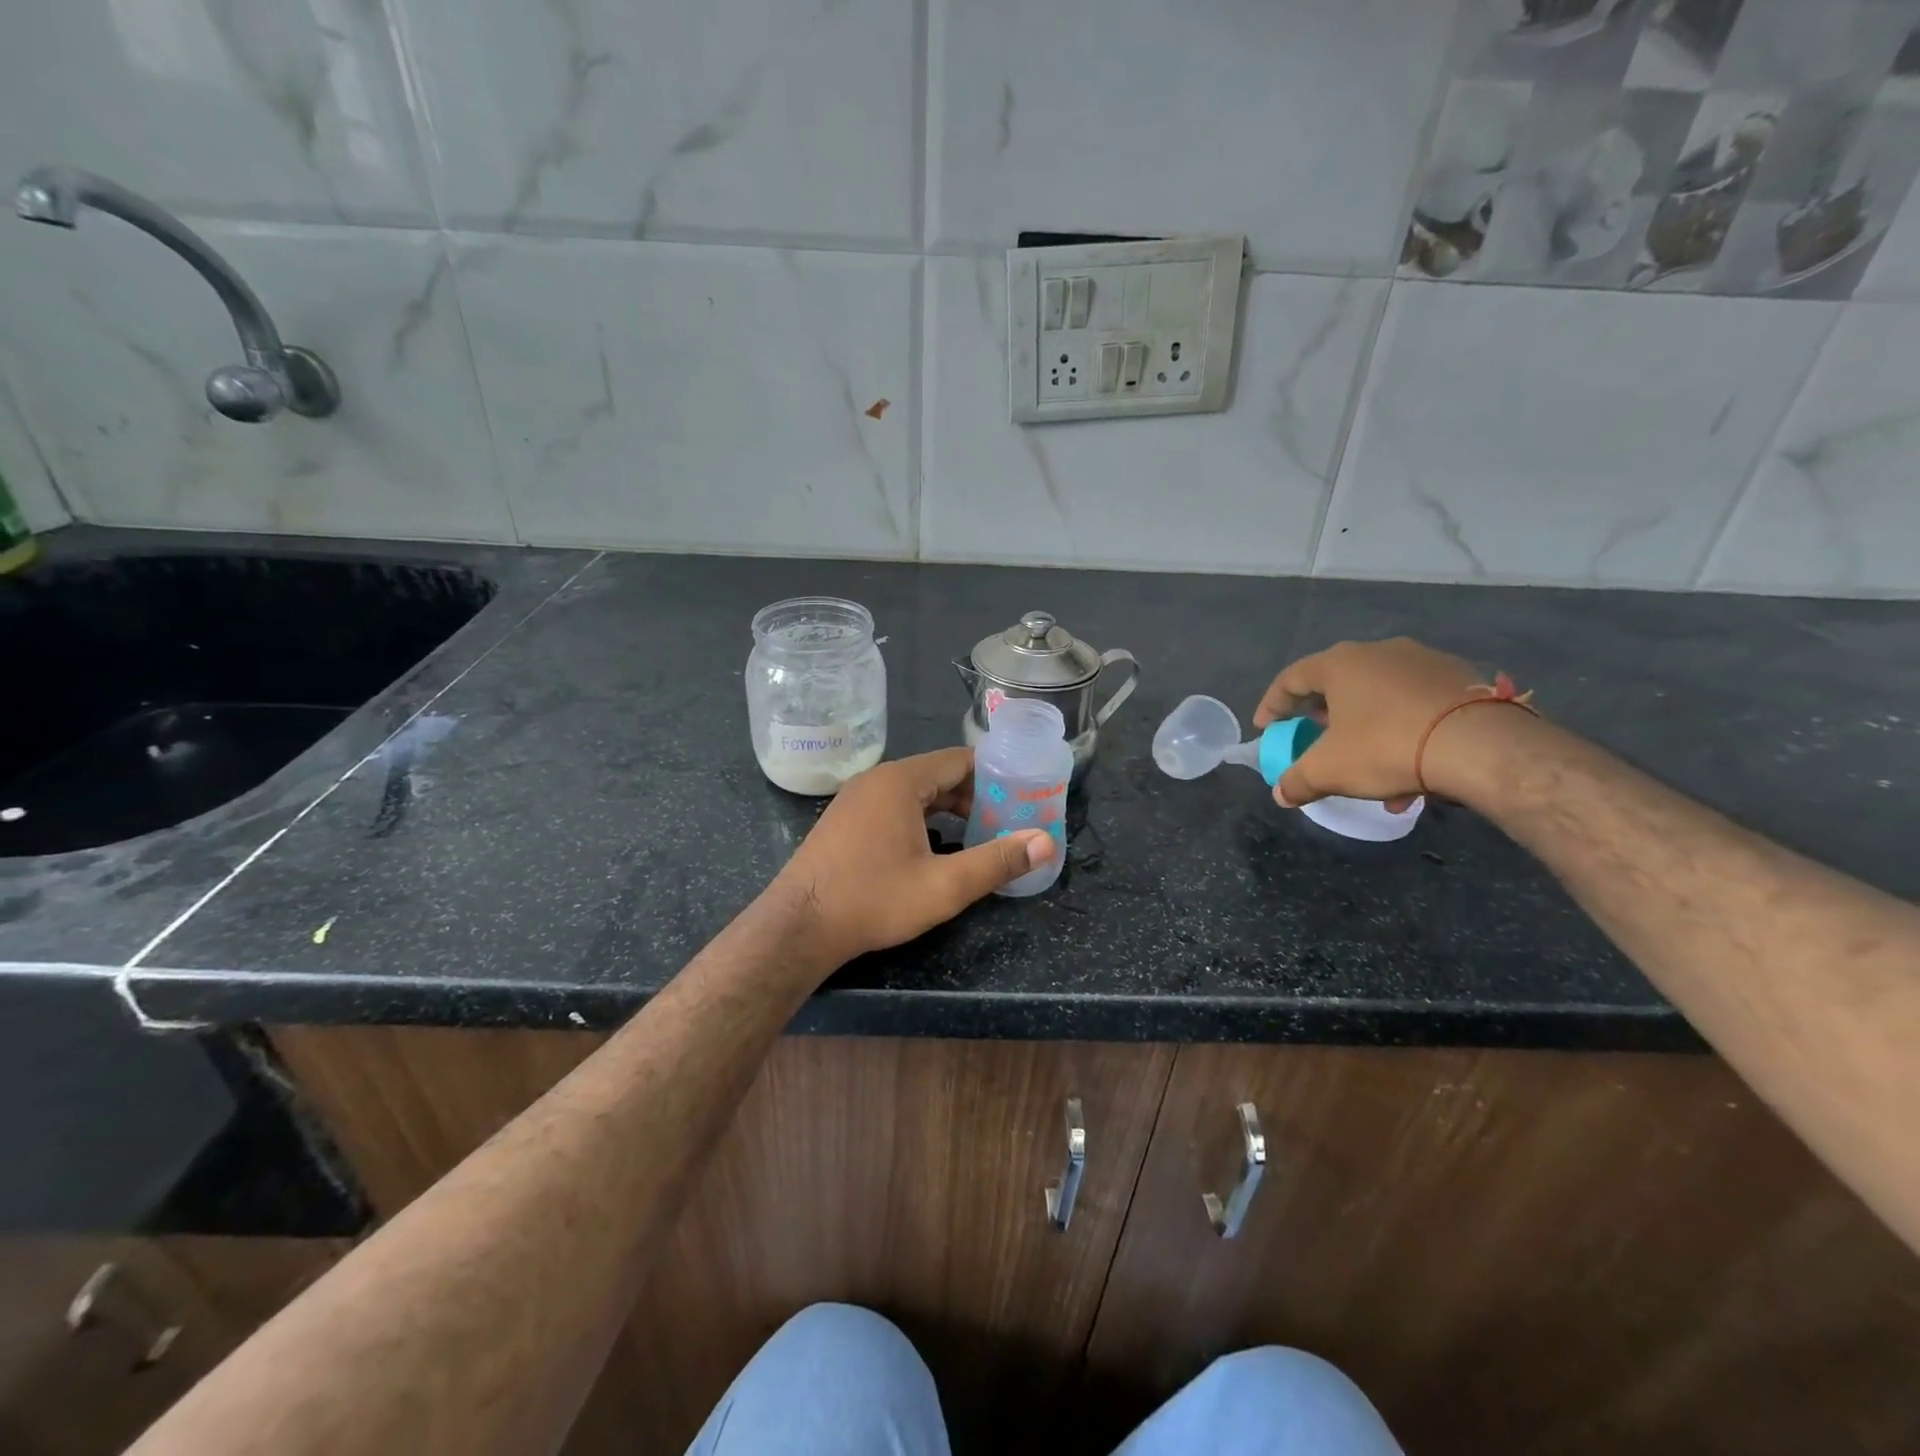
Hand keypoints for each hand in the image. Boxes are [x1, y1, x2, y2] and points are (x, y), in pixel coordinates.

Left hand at [769, 748, 1052, 967]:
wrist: (799, 927)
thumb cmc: (873, 900)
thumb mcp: (944, 886)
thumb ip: (997, 861)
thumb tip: (1046, 842)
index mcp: (901, 781)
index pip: (960, 760)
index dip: (995, 775)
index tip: (1022, 794)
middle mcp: (877, 780)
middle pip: (938, 774)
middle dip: (975, 795)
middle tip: (1007, 820)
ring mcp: (856, 798)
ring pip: (915, 792)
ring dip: (948, 809)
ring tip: (979, 834)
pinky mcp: (845, 820)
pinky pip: (893, 806)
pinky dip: (921, 818)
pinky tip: (935, 847)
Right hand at [1252, 637, 1491, 809]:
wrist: (1481, 745)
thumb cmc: (1387, 746)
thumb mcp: (1330, 770)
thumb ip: (1298, 780)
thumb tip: (1281, 794)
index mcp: (1340, 663)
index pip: (1291, 678)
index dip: (1273, 705)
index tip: (1267, 729)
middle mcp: (1379, 651)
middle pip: (1337, 684)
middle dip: (1323, 718)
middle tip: (1317, 741)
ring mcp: (1424, 661)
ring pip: (1380, 697)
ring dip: (1366, 730)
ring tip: (1370, 770)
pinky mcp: (1461, 677)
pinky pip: (1416, 704)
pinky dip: (1404, 731)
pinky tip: (1413, 771)